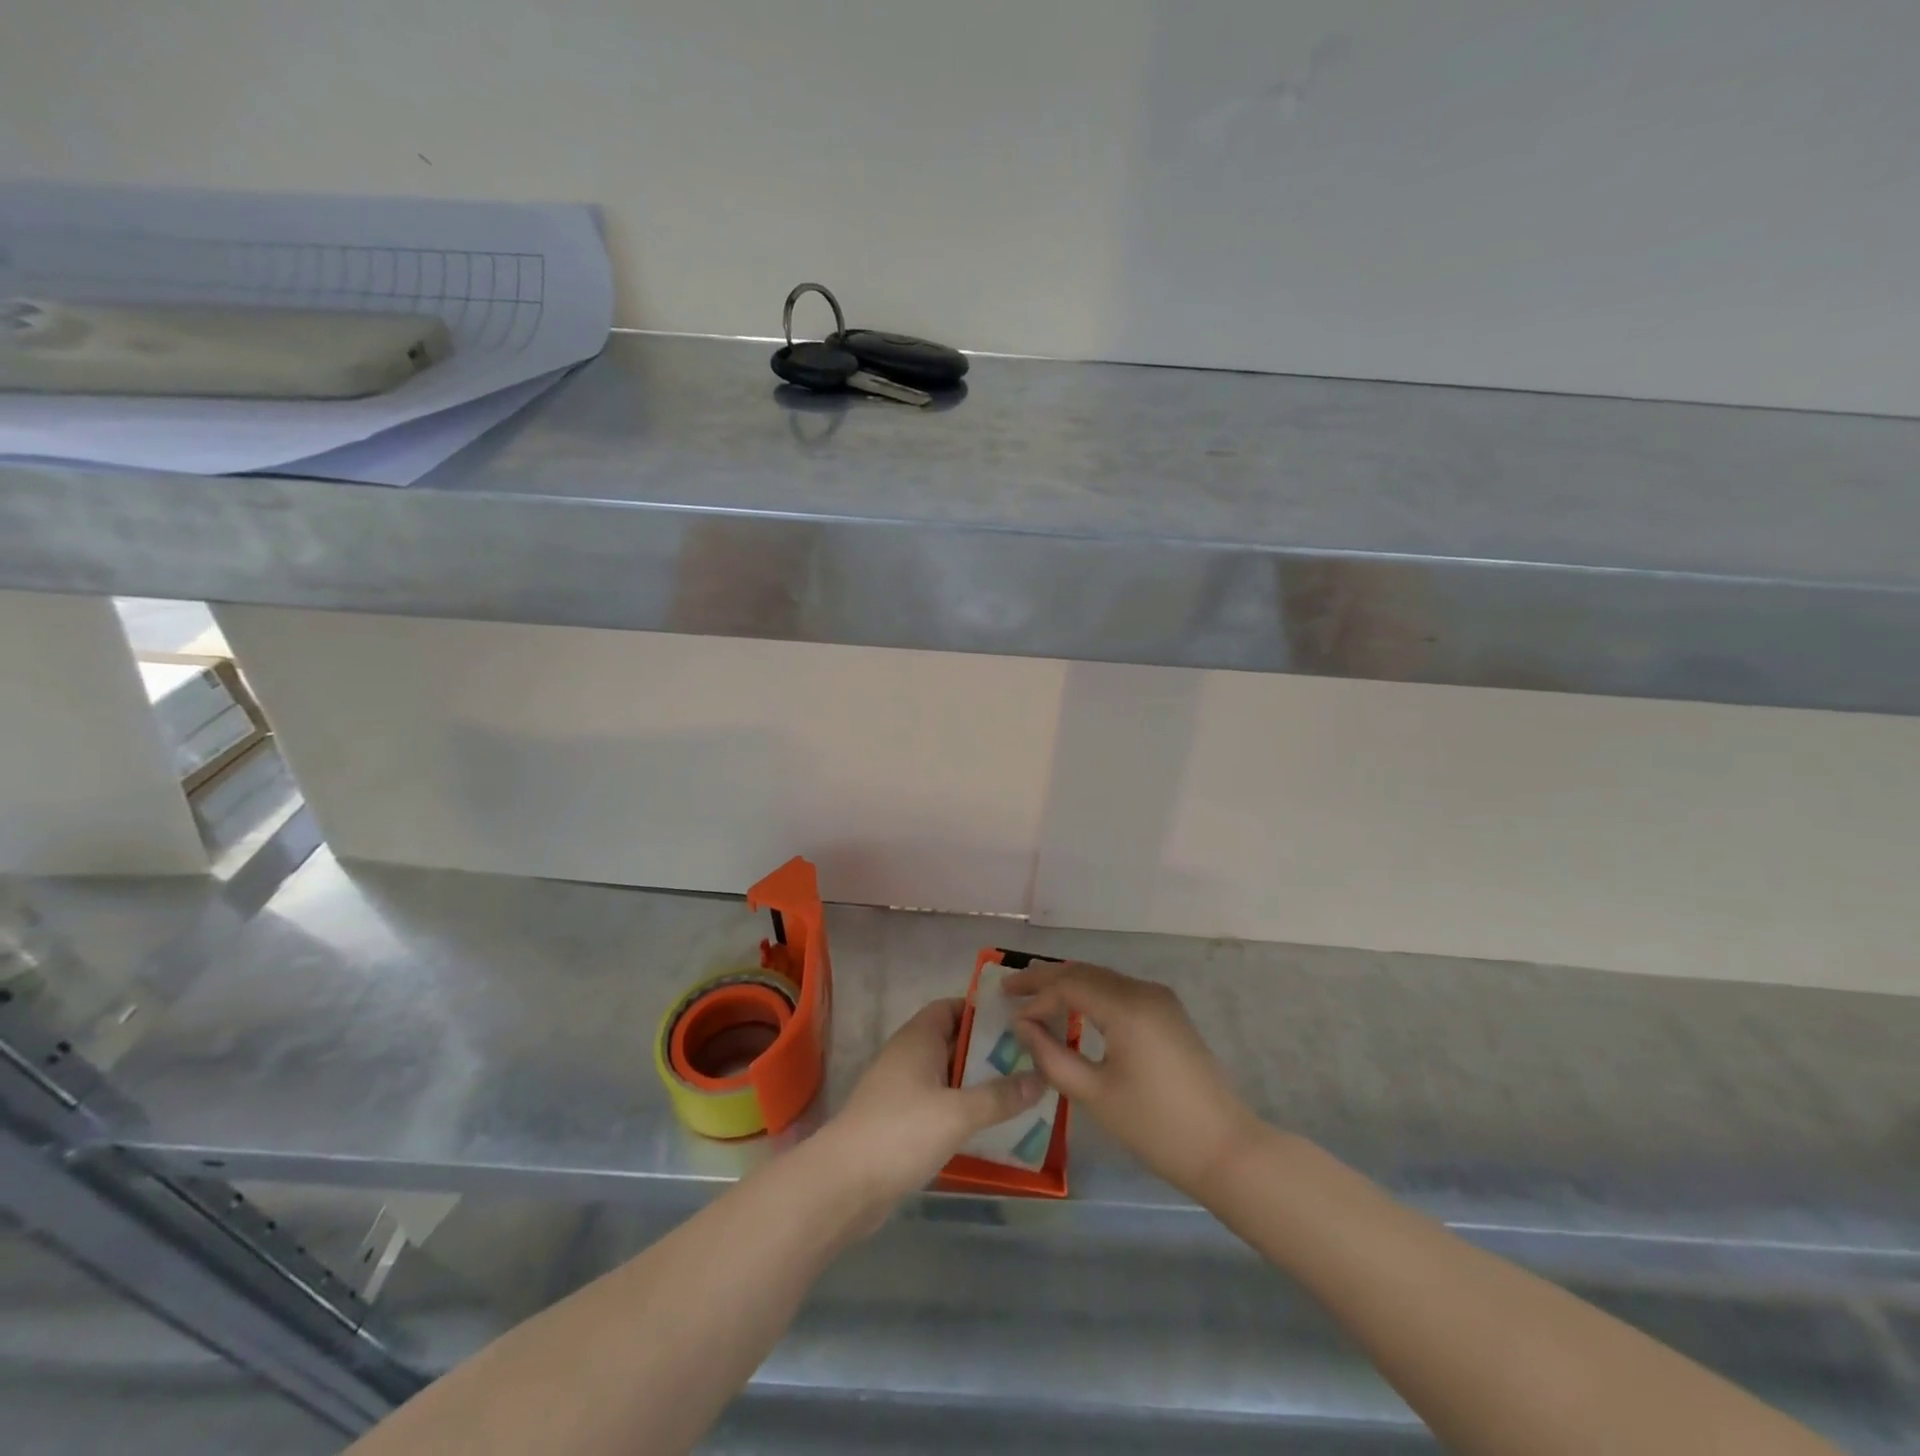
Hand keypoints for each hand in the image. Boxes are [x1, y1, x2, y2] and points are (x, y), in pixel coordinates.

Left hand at [820, 998, 1043, 1211]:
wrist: (844, 1184)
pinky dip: (959, 1108)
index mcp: (918, 1038)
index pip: (951, 1007)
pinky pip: (936, 1103)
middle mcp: (907, 1055)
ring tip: (1016, 1092)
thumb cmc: (902, 1132)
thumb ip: (1000, 1096)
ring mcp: (899, 1089)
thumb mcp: (959, 1113)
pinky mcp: (897, 1121)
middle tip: (1027, 1060)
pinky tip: (986, 1125)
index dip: (981, 1011)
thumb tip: (1040, 1078)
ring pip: (945, 1075)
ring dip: (975, 1082)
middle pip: (951, 1041)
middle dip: (985, 1050)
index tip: (1015, 1023)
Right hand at [1005, 962, 1258, 1199]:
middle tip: (1010, 988)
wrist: (1225, 1150)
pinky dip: (1090, 994)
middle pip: (1084, 972)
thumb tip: (1022, 1027)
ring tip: (1034, 996)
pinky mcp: (1168, 1013)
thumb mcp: (1094, 1095)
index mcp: (1126, 1007)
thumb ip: (1051, 1056)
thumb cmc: (1155, 1127)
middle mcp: (1143, 991)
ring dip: (1068, 984)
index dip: (1035, 997)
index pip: (1068, 985)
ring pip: (1102, 978)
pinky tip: (1074, 1009)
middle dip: (1046, 979)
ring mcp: (1160, 999)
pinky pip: (1119, 991)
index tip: (1009, 1016)